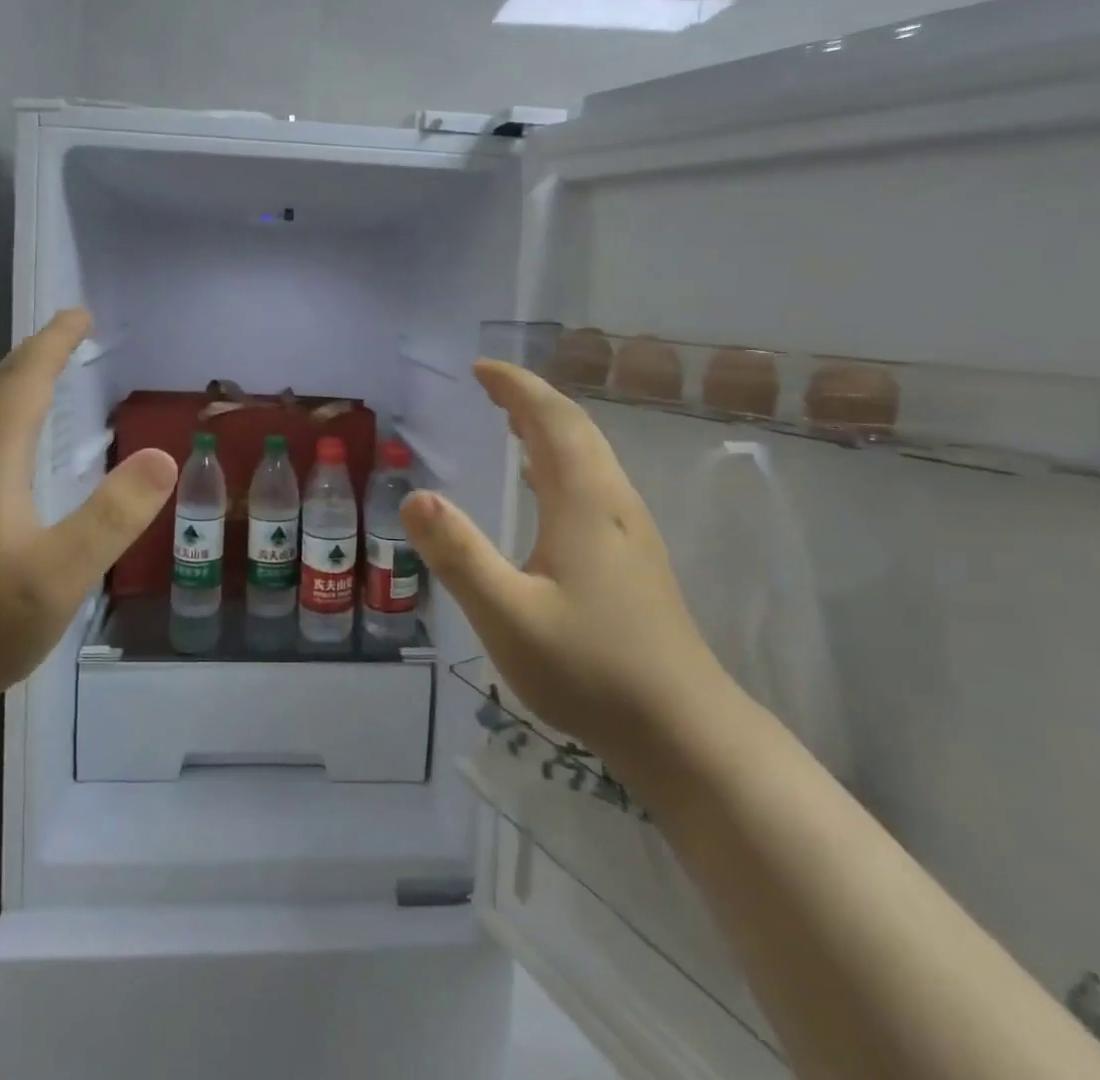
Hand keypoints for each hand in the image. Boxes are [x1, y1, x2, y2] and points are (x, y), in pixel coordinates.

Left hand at [0, 309, 177, 716]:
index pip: (23, 382)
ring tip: (49, 370)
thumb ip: (114, 514)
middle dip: (37, 353)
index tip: (81, 314)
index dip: (53, 344)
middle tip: (72, 330)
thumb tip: (163, 456)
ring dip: (18, 381)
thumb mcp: (62, 573)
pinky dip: (6, 414)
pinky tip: (16, 441)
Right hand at [401, 360, 734, 769]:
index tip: (480, 369)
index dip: (517, 387)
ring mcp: (631, 531)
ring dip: (549, 428)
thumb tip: (414, 496)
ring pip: (589, 457)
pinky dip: (561, 463)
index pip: (552, 419)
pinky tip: (543, 488)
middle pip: (576, 430)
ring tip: (511, 422)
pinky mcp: (635, 558)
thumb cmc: (591, 670)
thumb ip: (459, 555)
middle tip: (489, 387)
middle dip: (532, 399)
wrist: (685, 731)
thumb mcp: (508, 616)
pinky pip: (594, 484)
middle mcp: (614, 503)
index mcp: (585, 502)